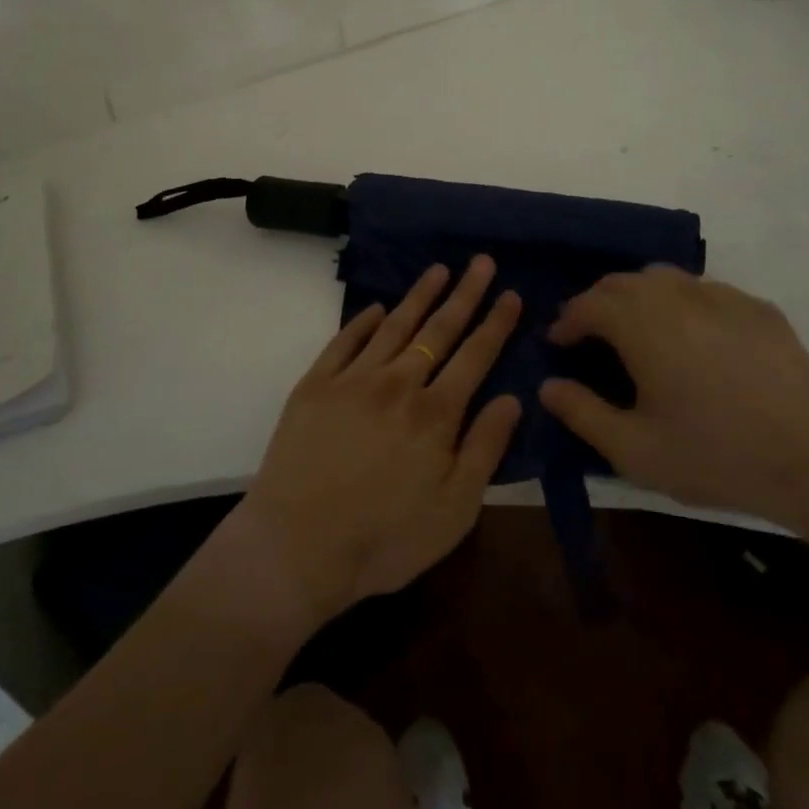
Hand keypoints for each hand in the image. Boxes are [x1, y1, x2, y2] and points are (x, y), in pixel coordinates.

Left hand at [233, 257, 522, 628]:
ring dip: (419, 295)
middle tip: (481, 261)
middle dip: (464, 293)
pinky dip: (363, 320)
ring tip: (438, 269)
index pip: (475, 356)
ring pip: (394, 325)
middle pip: (438, 330)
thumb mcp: (454, 511)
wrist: (296, 547)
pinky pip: (345, 340)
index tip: (510, 293)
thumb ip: (485, 449)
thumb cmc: (384, 540)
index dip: (495, 323)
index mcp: (435, 414)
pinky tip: (377, 307)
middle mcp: (398, 383)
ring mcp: (353, 378)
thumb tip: (512, 398)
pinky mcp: (316, 384)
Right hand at [538, 266, 808, 526]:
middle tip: (592, 335)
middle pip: (622, 282)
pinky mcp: (757, 307)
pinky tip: (694, 338)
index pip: (587, 304)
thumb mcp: (635, 450)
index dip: (567, 321)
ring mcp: (721, 296)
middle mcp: (675, 295)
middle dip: (598, 303)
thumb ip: (582, 413)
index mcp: (640, 323)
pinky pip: (705, 291)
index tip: (559, 342)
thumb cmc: (716, 455)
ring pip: (664, 278)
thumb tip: (547, 386)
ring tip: (638, 329)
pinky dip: (683, 304)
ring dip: (638, 296)